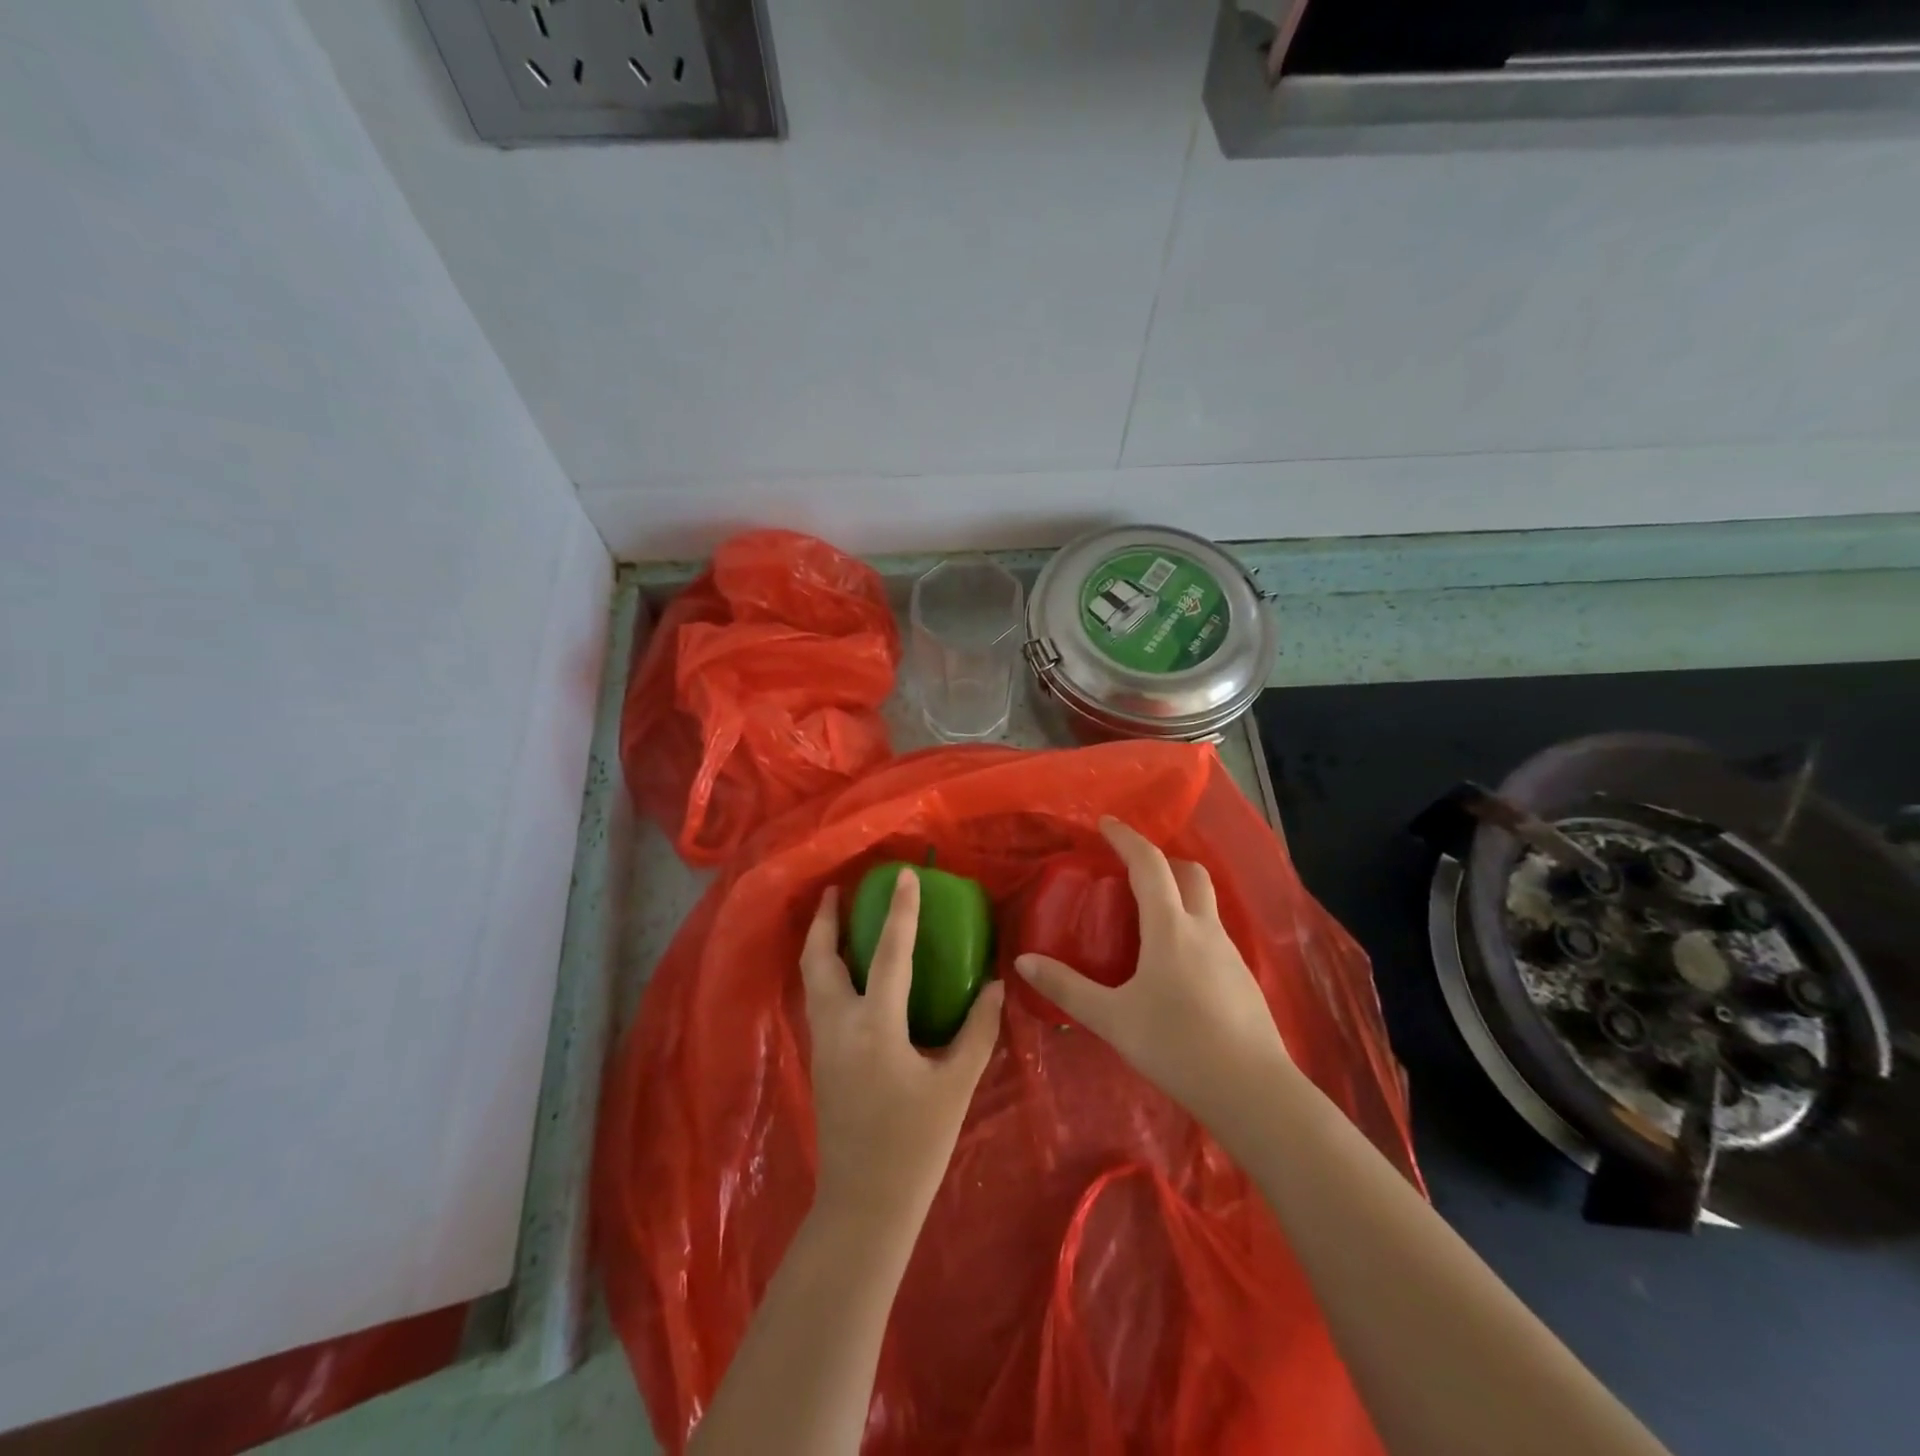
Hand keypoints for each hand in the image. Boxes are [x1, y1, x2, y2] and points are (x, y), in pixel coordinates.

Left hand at [800, 870, 1004, 1230]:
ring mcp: (822, 1042)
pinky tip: (846, 971)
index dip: (899, 910)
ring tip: (838, 919)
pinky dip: (825, 970)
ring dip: (822, 942)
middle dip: (826, 919)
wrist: (864, 1205)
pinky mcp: (819, 1059)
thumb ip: (977, 1030)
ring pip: (812, 977)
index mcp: (875, 1026)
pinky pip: (817, 997)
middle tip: (840, 889)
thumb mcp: (956, 1085)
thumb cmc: (915, 1145)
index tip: (904, 875)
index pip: (889, 953)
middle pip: (820, 957)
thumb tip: (995, 986)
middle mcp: (838, 1025)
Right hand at [1014, 818, 1287, 1129]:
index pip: (1148, 864)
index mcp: (1170, 926)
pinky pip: (1212, 934)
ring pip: (1205, 903)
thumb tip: (1024, 961)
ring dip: (1178, 893)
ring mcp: (1230, 952)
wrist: (1253, 1091)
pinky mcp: (1243, 978)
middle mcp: (1204, 929)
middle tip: (1130, 869)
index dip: (1126, 838)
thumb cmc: (1177, 1045)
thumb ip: (1067, 987)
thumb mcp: (1112, 1018)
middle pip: (1189, 873)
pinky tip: (1175, 964)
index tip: (1106, 823)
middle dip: (1160, 860)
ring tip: (1147, 918)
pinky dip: (1190, 927)